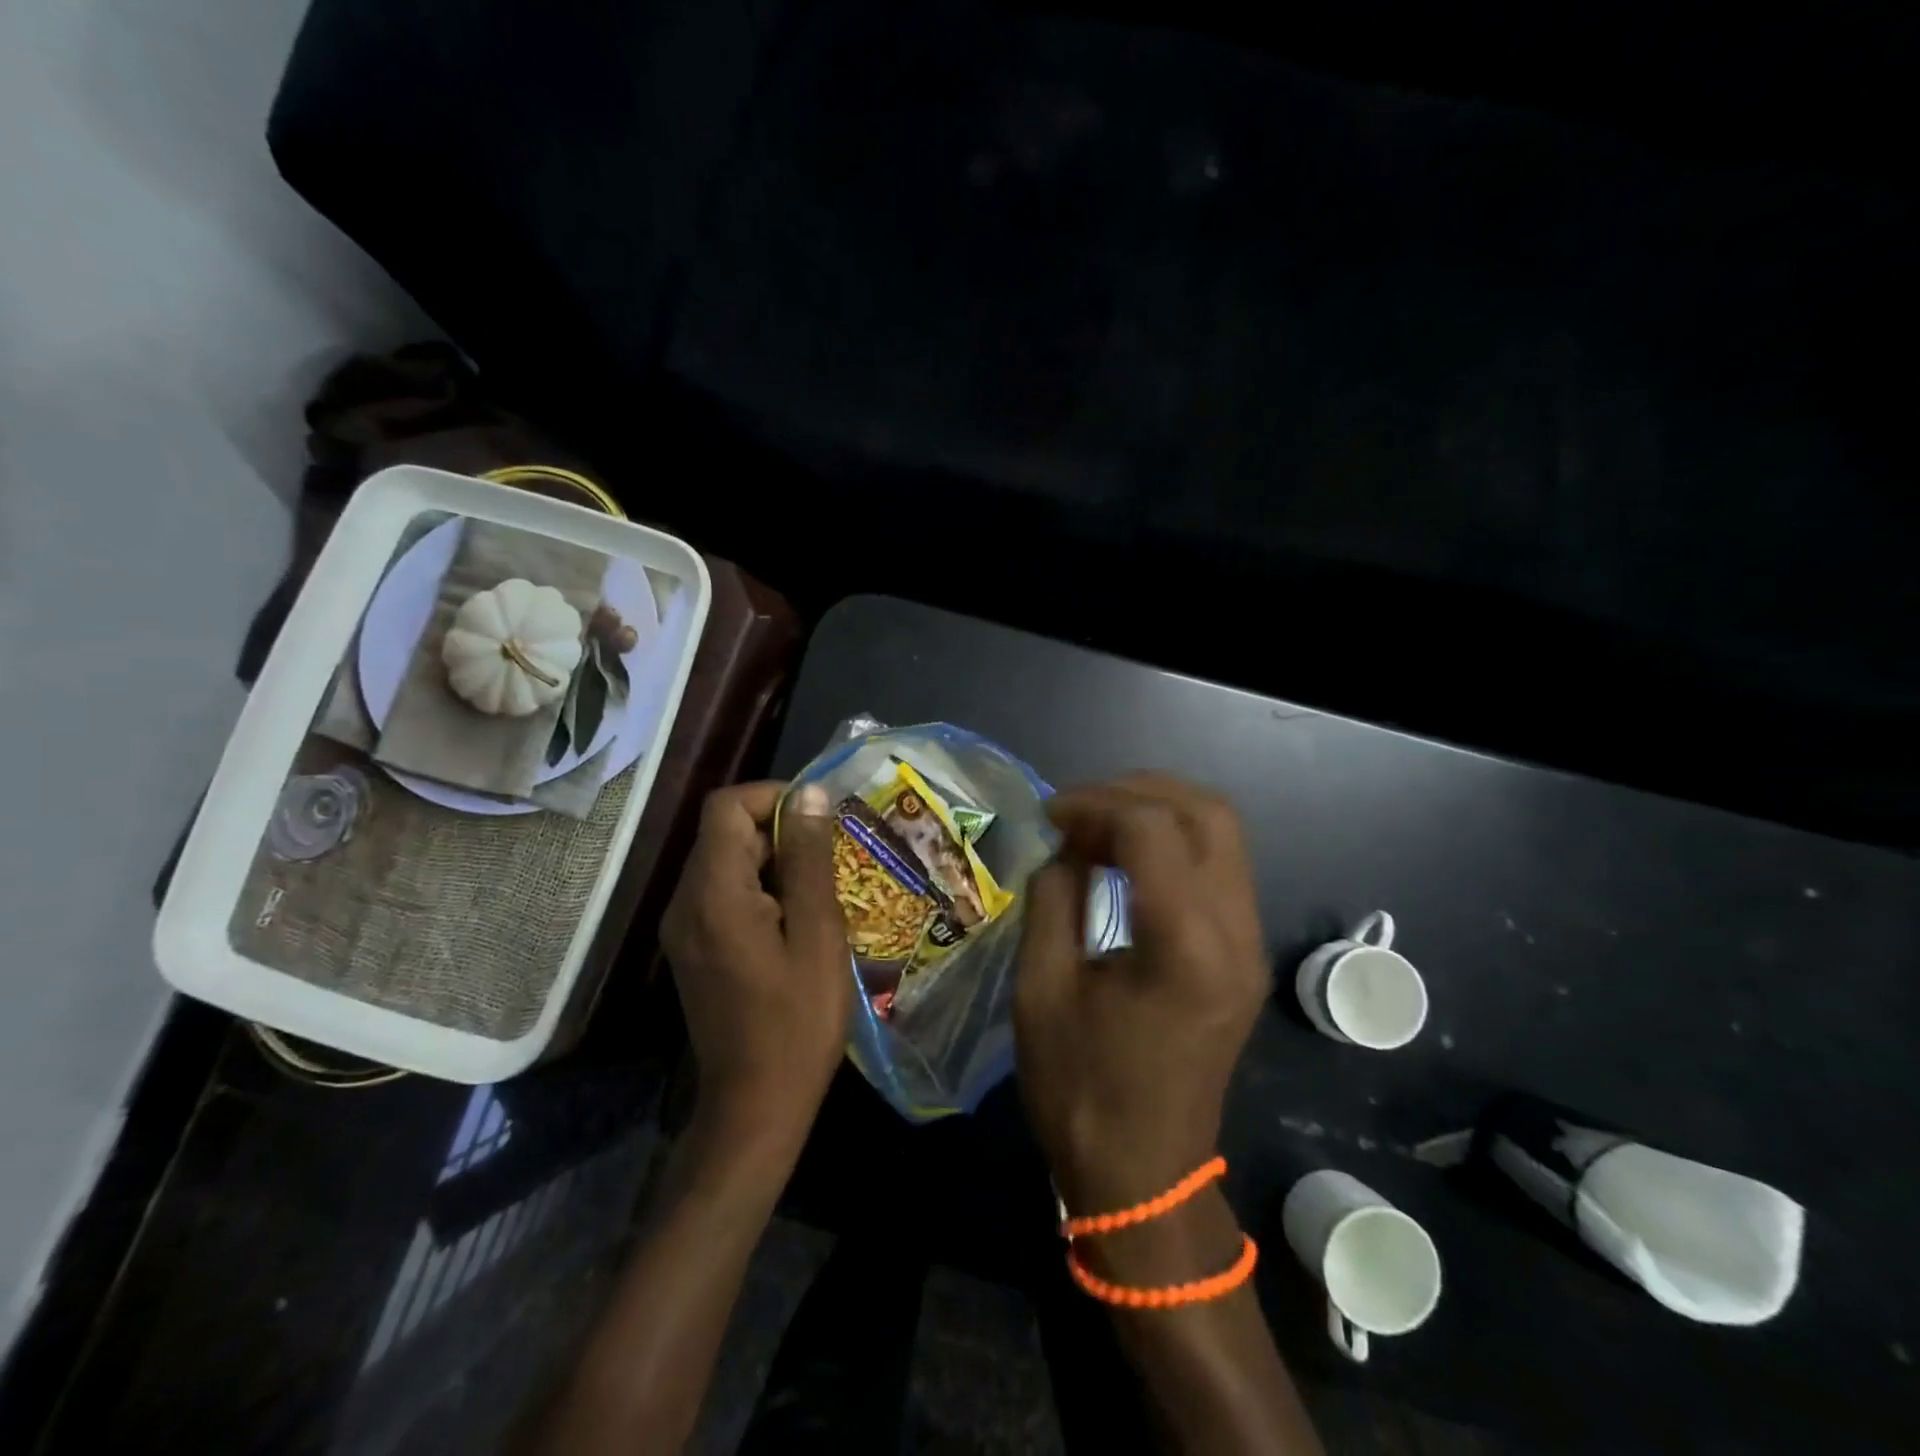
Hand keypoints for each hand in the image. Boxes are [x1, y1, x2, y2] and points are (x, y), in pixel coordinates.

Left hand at [660, 781, 848, 1143]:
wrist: (755, 1105)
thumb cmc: (797, 1022)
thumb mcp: (817, 935)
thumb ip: (810, 860)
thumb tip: (810, 794)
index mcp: (713, 894)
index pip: (726, 806)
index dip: (772, 796)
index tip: (819, 819)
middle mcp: (685, 902)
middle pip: (725, 832)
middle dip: (780, 832)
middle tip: (833, 860)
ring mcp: (684, 927)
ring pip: (727, 861)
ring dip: (775, 861)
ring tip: (823, 890)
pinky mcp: (694, 947)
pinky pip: (724, 893)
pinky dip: (762, 888)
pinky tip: (799, 920)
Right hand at [1014, 775, 1269, 1213]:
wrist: (1144, 1177)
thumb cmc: (1080, 1090)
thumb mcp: (1042, 989)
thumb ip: (1054, 898)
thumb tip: (1067, 847)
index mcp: (1184, 946)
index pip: (1152, 828)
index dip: (1094, 803)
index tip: (1047, 813)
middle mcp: (1236, 934)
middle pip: (1208, 813)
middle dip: (1137, 790)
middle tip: (1079, 808)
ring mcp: (1251, 944)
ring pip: (1223, 833)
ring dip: (1159, 811)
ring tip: (1098, 826)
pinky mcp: (1247, 955)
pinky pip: (1221, 867)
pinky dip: (1174, 843)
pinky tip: (1126, 859)